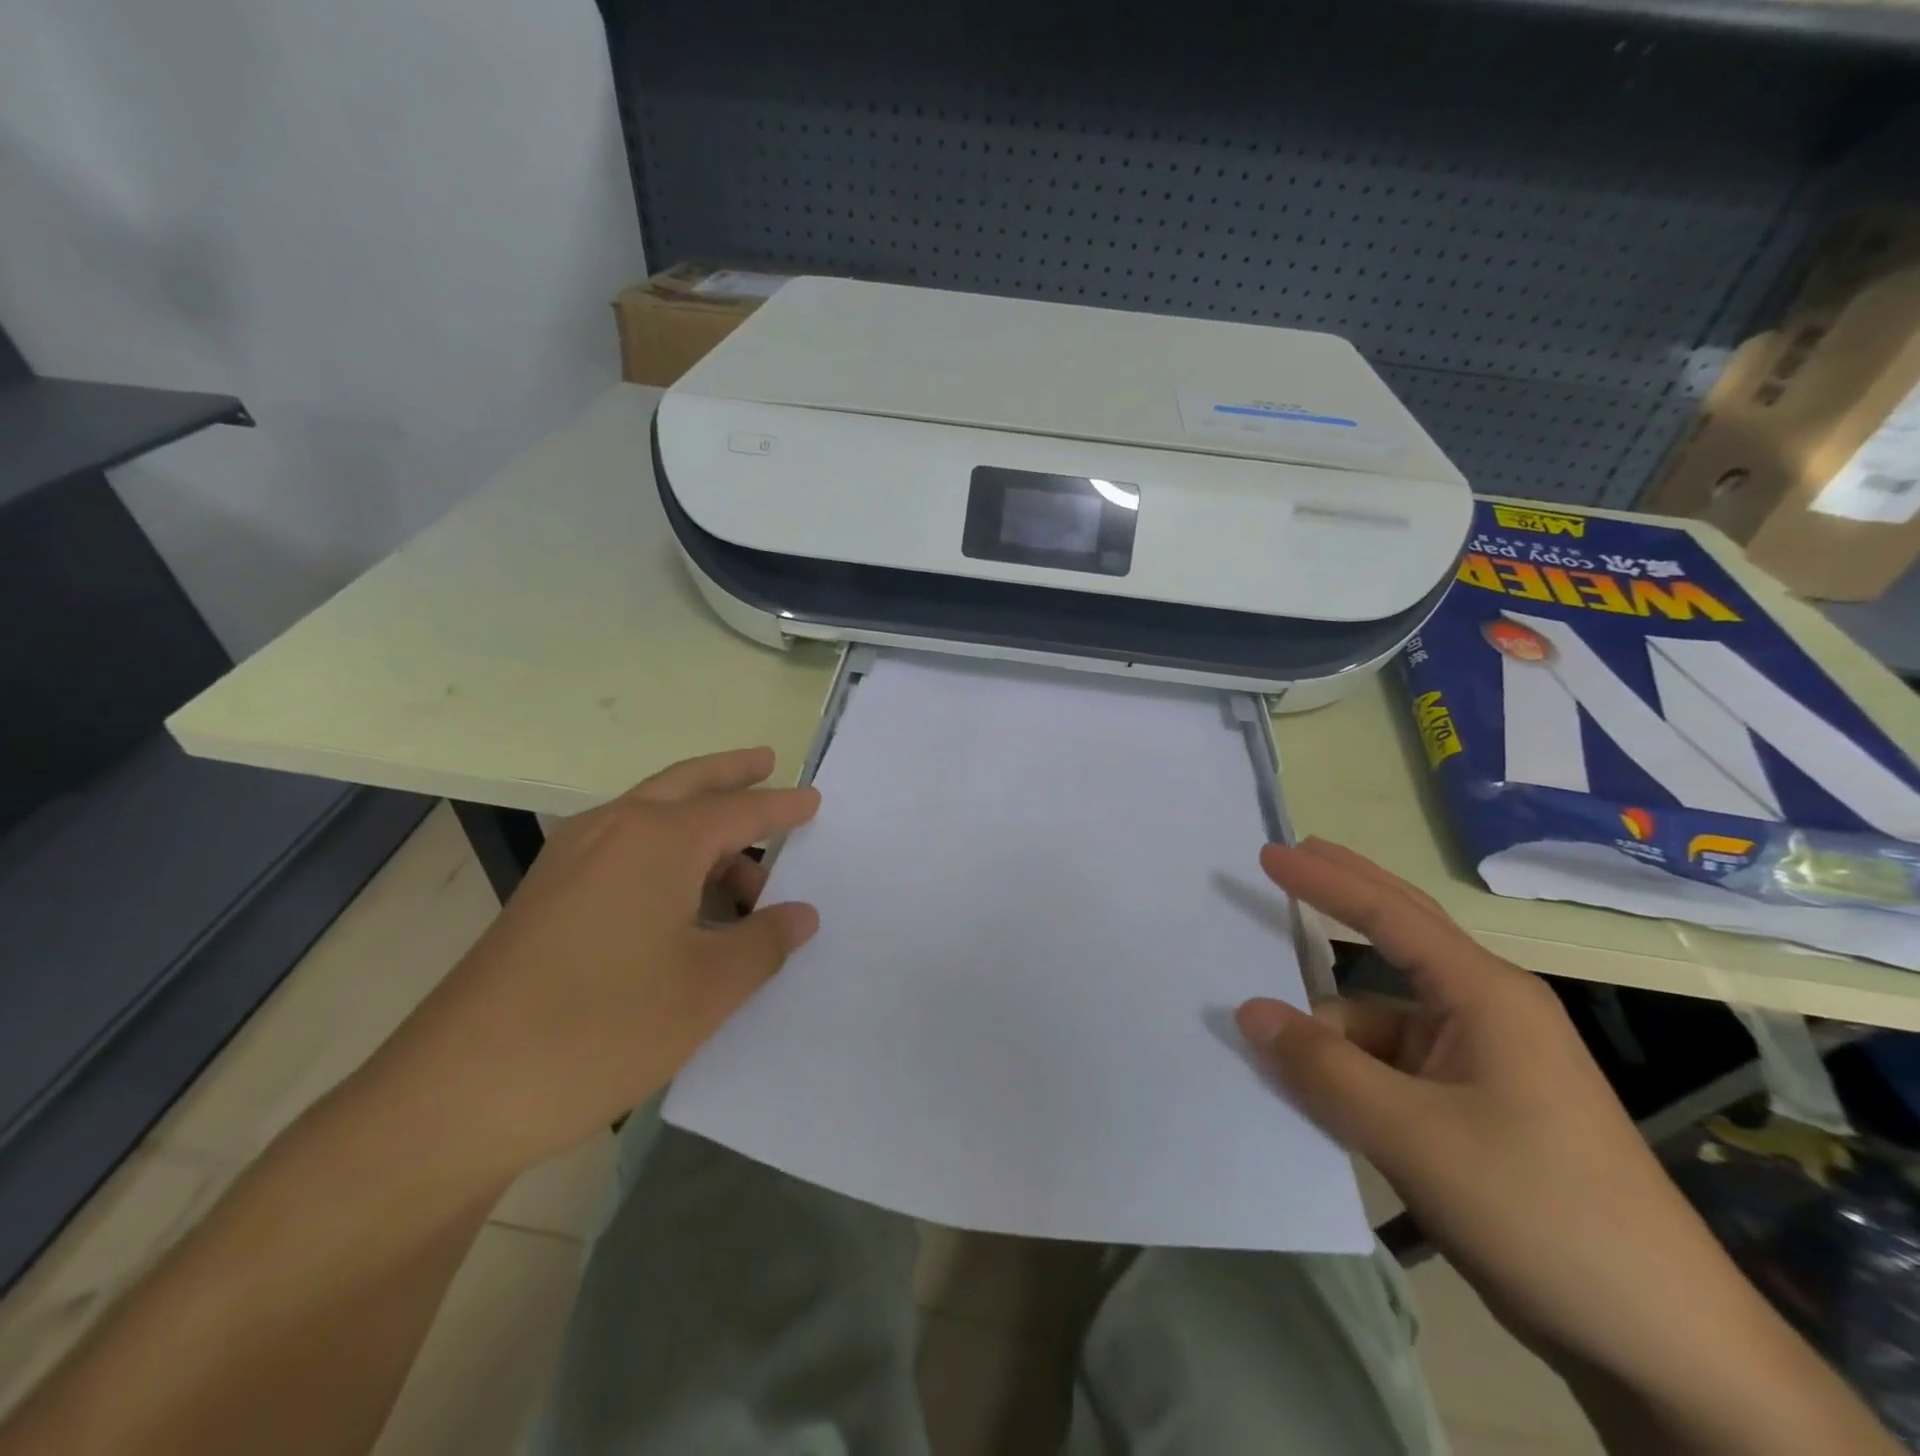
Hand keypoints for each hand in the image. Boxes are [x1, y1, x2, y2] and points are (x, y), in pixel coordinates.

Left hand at [363, 747, 818, 1182]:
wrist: (458, 1093)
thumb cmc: (603, 1027)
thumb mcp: (708, 988)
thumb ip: (765, 942)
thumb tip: (800, 914)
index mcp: (658, 839)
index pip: (739, 811)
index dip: (782, 808)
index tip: (814, 799)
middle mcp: (612, 830)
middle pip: (685, 785)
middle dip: (730, 773)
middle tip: (766, 762)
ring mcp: (570, 861)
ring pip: (651, 821)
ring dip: (700, 834)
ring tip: (743, 885)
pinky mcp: (546, 897)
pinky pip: (624, 854)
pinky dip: (665, 861)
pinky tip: (684, 908)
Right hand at [1234, 840, 1895, 1452]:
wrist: (1662, 1345)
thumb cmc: (1540, 1211)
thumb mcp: (1413, 1137)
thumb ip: (1323, 1068)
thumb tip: (1249, 1011)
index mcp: (1486, 996)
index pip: (1390, 914)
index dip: (1325, 879)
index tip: (1270, 852)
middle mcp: (1484, 1014)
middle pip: (1397, 936)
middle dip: (1338, 897)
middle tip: (1279, 862)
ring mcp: (1481, 1063)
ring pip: (1378, 1022)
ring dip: (1326, 1029)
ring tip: (1266, 1046)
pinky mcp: (1474, 1108)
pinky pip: (1388, 1067)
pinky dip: (1345, 1071)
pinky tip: (1311, 1096)